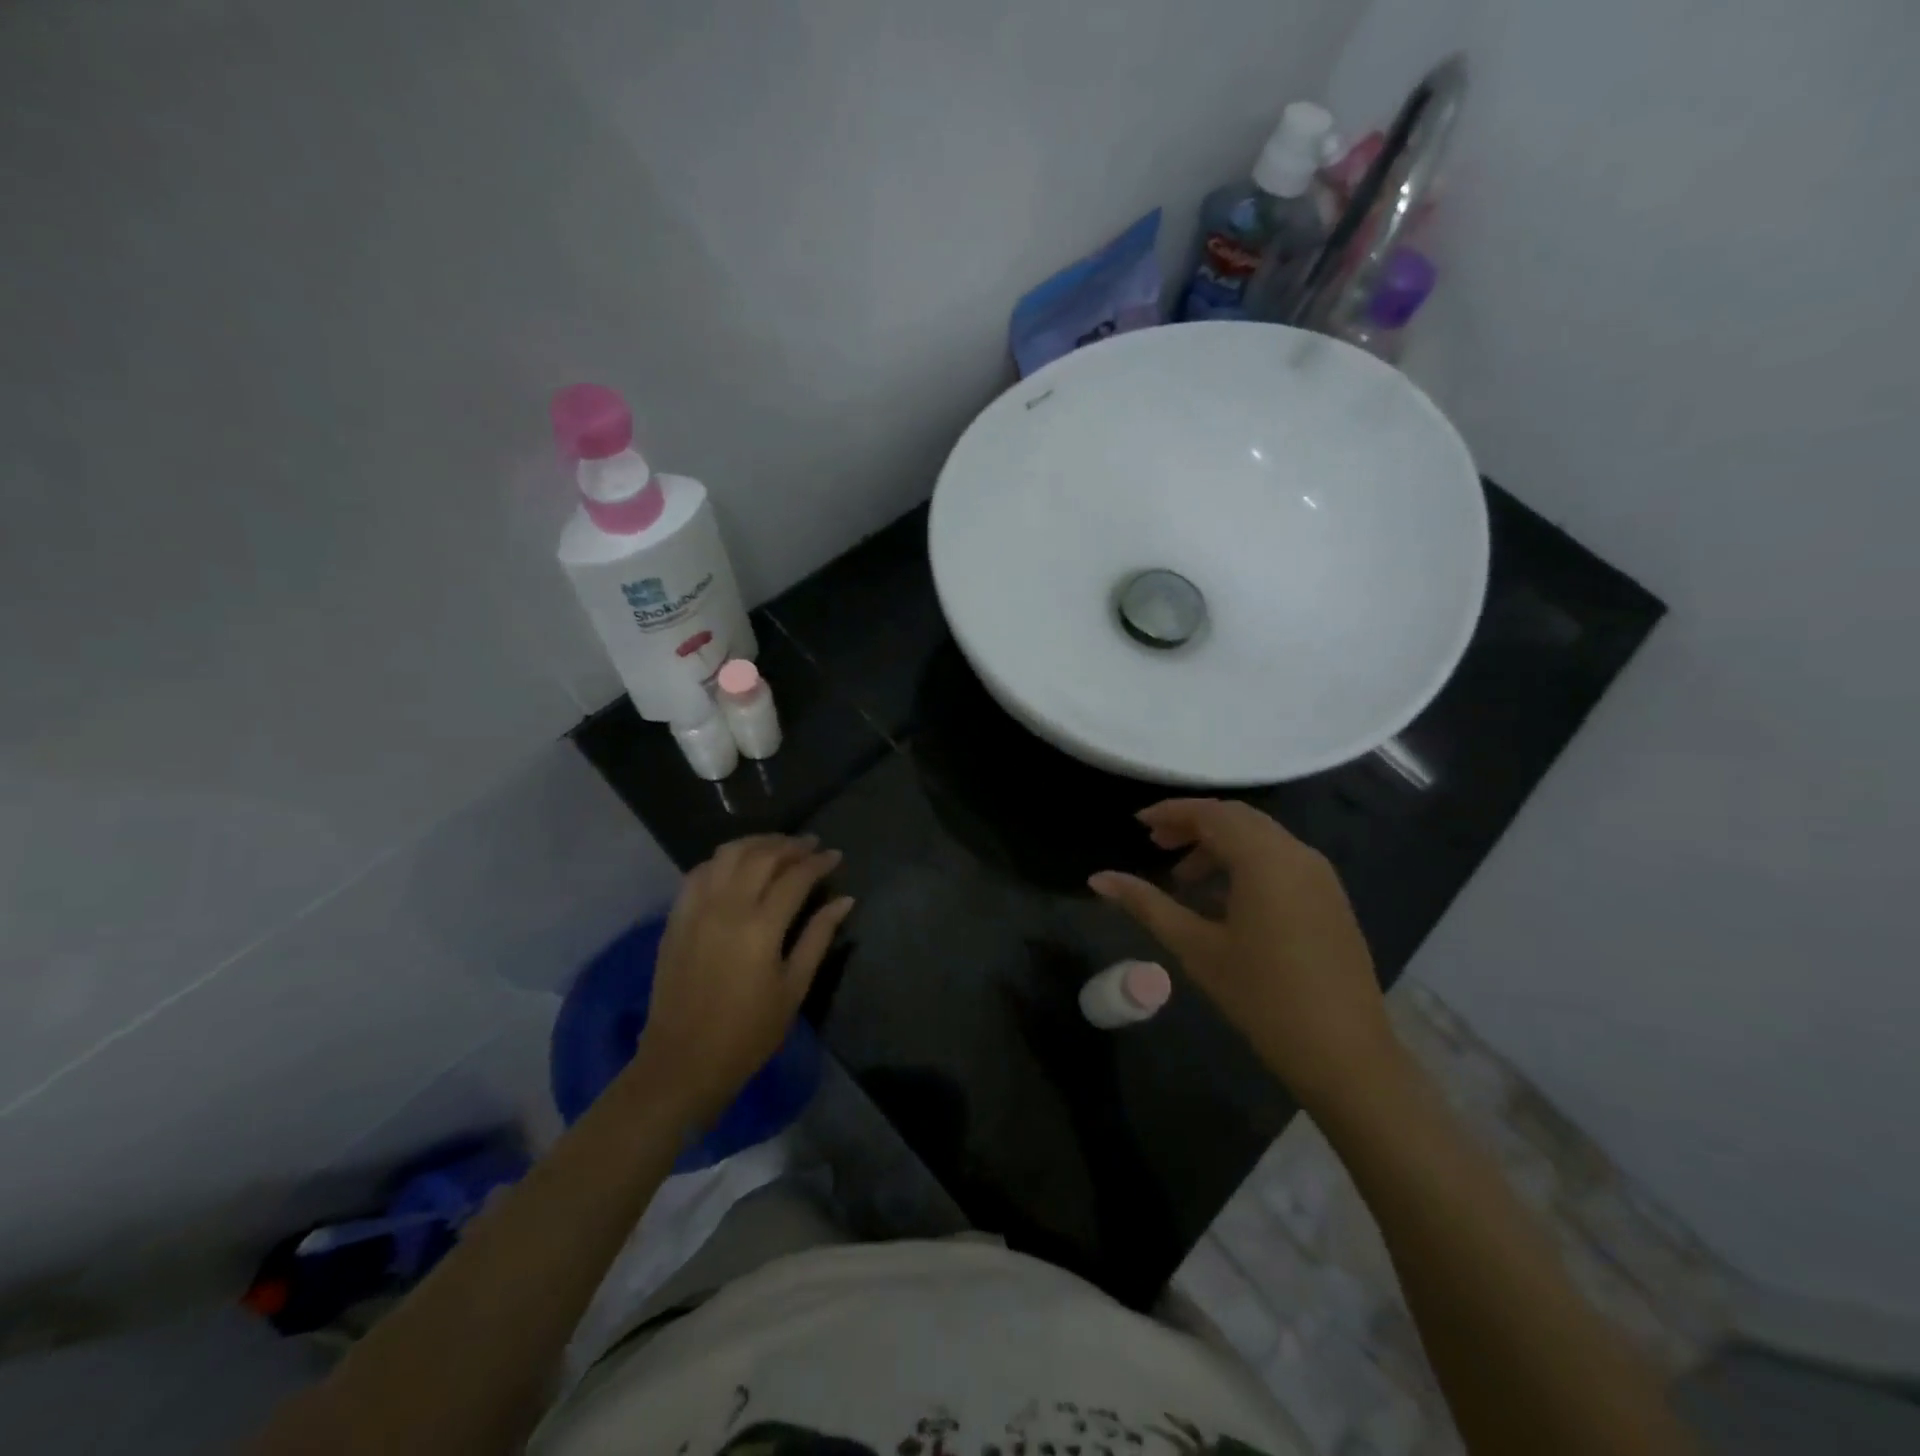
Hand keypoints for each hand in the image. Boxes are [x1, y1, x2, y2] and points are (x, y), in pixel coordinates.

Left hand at [631, 834, 853, 1127]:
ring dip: (756, 843)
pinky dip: (723, 859)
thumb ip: (818, 937)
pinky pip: (699, 872)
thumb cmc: (748, 1033)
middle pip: (761, 856)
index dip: (818, 862)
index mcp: (760, 927)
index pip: (795, 877)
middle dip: (790, 845)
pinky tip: (737, 865)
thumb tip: (844, 900)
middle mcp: (726, 907)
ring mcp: (696, 909)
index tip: (835, 855)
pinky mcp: (676, 918)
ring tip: (777, 846)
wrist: (682, 1063)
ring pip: (727, 854)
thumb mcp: (793, 988)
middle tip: (810, 845)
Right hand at [1089, 799, 1394, 1106]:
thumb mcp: (1196, 947)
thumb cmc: (1262, 996)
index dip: (1171, 813)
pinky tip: (1224, 901)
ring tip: (1184, 879)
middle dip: (1194, 826)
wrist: (1345, 1054)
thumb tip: (1098, 878)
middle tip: (1156, 846)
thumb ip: (1146, 904)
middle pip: (1238, 819)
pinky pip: (1281, 861)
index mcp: (1265, 859)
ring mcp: (1320, 876)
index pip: (1211, 814)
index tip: (1138, 824)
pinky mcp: (1331, 899)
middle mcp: (1297, 854)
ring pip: (1261, 839)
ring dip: (1220, 846)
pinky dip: (1246, 864)